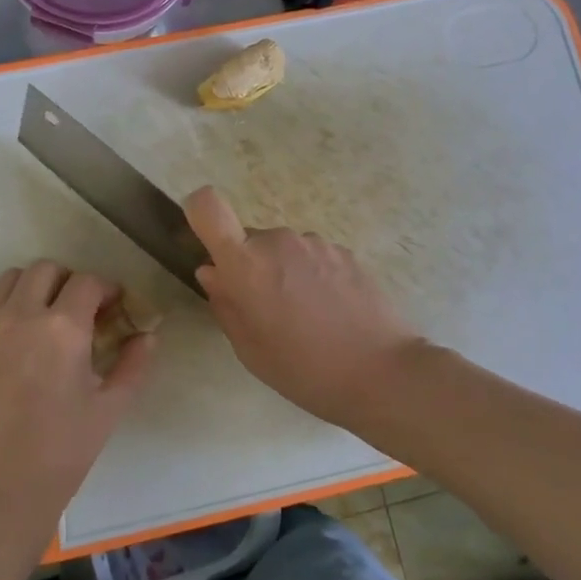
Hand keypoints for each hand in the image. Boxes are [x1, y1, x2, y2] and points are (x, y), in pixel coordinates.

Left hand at [0, 261, 153, 548]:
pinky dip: (8, 307)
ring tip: (45, 318)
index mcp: (62, 329)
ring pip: (12, 279)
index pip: (88, 282)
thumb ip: (134, 364)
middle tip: (80, 311)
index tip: (113, 307)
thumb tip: (148, 335)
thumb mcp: (109, 408)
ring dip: (35, 287)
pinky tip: (18, 341)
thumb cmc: (62, 452)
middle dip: (69, 282)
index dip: (106, 289)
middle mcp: (21, 315)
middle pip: (47, 269)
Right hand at [183, 186, 425, 432]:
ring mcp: (315, 243)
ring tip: (306, 316)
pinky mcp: (345, 251)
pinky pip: (312, 257)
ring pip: (282, 249)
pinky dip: (312, 276)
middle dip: (251, 267)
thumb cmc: (304, 370)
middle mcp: (278, 240)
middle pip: (249, 240)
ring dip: (284, 272)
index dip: (198, 213)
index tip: (207, 241)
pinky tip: (332, 312)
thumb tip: (212, 272)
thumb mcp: (250, 350)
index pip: (207, 207)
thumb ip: (225, 304)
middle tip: (268, 311)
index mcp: (246, 264)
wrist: (382, 372)